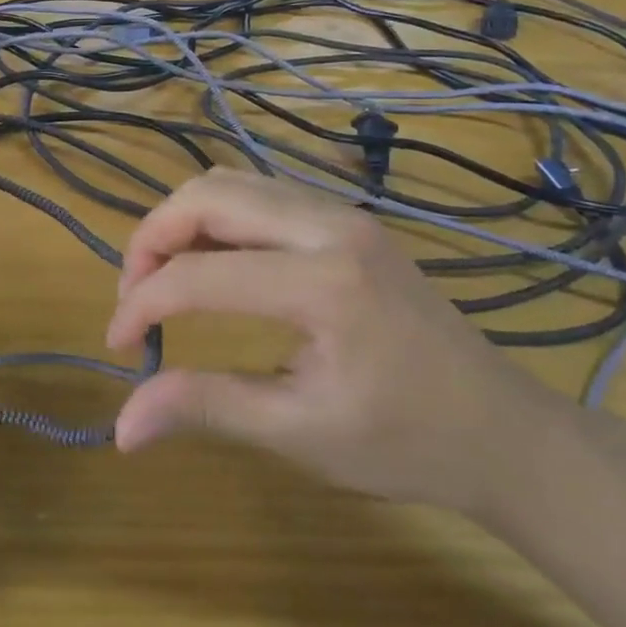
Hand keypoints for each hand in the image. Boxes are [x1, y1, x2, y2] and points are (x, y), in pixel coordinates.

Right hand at [106, 169, 561, 515]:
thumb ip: (204, 409)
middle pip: (206, 196)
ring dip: (181, 222)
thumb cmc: (406, 443)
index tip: (119, 345)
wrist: (506, 431)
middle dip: (151, 239)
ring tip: (164, 277)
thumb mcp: (299, 434)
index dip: (140, 305)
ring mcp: (342, 213)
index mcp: (323, 285)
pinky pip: (258, 193)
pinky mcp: (345, 218)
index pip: (197, 276)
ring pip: (229, 184)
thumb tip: (120, 427)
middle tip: (134, 295)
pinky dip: (215, 219)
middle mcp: (329, 226)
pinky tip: (211, 264)